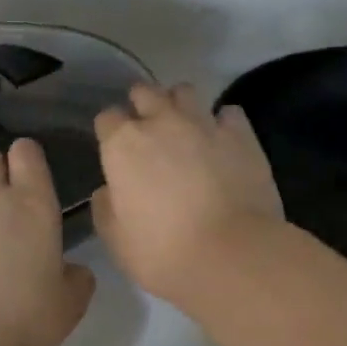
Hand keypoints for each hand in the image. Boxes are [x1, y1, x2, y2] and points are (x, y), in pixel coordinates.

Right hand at [93, 83, 284, 307]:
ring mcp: (203, 123)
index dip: (111, 132)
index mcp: (123, 145)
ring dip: (180, 104)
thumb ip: (106, 208)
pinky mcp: (241, 134)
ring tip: (185, 128)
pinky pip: (228, 113)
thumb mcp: (117, 240)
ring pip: (185, 91)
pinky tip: (223, 141)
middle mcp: (161, 122)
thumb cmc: (164, 253)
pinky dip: (223, 122)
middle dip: (143, 105)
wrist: (232, 254)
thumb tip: (108, 190)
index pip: (107, 119)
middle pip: (145, 93)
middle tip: (149, 130)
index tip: (116, 150)